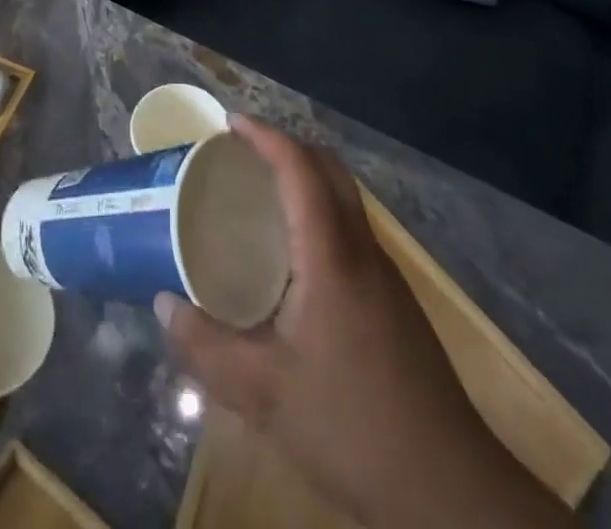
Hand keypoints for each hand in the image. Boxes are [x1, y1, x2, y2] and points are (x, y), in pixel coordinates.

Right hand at [156, 117, 572, 528]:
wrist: (447, 487)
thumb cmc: (350, 425)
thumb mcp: (261, 392)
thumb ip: (205, 347)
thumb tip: (163, 303)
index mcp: (330, 254)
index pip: (300, 167)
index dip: (265, 135)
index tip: (230, 122)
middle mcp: (361, 248)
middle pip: (329, 168)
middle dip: (287, 144)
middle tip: (242, 151)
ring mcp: (384, 273)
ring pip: (345, 197)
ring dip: (306, 176)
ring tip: (261, 193)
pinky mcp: (394, 300)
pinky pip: (351, 228)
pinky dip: (320, 211)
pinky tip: (294, 254)